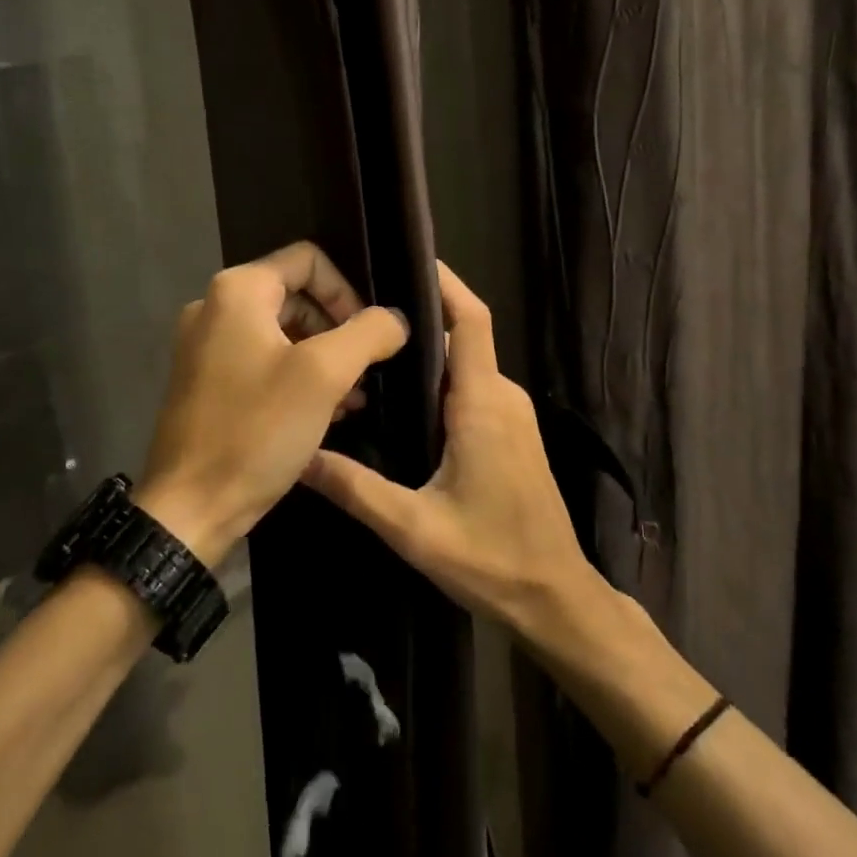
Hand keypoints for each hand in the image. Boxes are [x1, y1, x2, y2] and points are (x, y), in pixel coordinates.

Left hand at [134, 242, 408, 563]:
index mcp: (238, 291)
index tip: (368, 336)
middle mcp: (214, 308)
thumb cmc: (256, 431)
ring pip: (282, 332)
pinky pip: (262, 362)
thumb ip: (368, 333)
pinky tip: (325, 414)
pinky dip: (296, 378)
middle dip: (338, 330)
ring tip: (353, 398)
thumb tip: (395, 319)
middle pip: (296, 296)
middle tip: (365, 371)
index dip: (347, 291)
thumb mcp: (324, 375)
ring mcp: (205, 347)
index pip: (309, 260)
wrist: (188, 509)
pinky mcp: (205, 382)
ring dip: (322, 358)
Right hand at [303, 261, 597, 638]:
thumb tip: (300, 457)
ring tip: (372, 350)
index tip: (408, 258)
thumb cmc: (491, 557)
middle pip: (463, 337)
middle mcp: (503, 396)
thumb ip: (355, 488)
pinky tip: (403, 398)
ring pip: (467, 365)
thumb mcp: (413, 528)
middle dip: (420, 317)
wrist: (556, 598)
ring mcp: (513, 415)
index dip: (446, 283)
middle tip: (362, 313)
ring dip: (429, 352)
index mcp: (482, 402)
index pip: (471, 320)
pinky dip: (442, 379)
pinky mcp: (513, 433)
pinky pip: (475, 388)